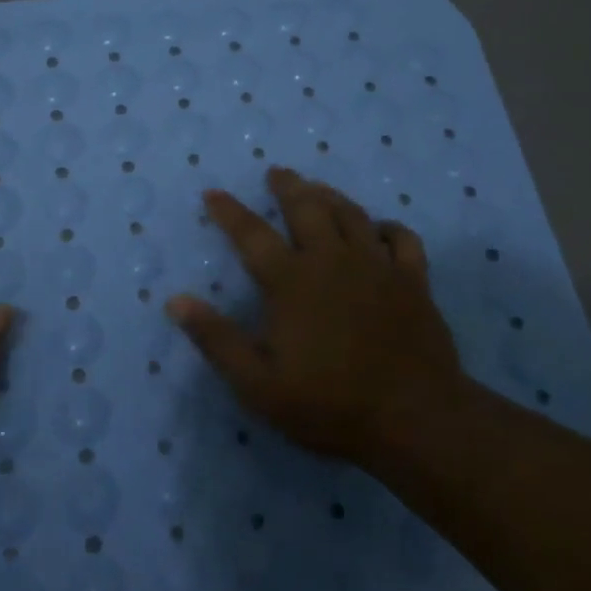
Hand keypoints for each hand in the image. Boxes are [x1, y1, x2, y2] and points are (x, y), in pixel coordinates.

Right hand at [167, 167, 467, 472]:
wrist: (415, 418)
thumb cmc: (329, 404)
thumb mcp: (257, 383)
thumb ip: (216, 339)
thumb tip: (175, 301)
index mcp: (291, 282)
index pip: (251, 235)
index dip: (229, 212)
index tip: (213, 193)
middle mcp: (332, 261)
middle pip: (307, 208)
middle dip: (288, 187)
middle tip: (277, 172)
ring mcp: (377, 267)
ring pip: (351, 214)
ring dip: (330, 196)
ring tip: (317, 188)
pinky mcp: (413, 281)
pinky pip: (402, 239)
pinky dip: (388, 227)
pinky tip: (380, 228)